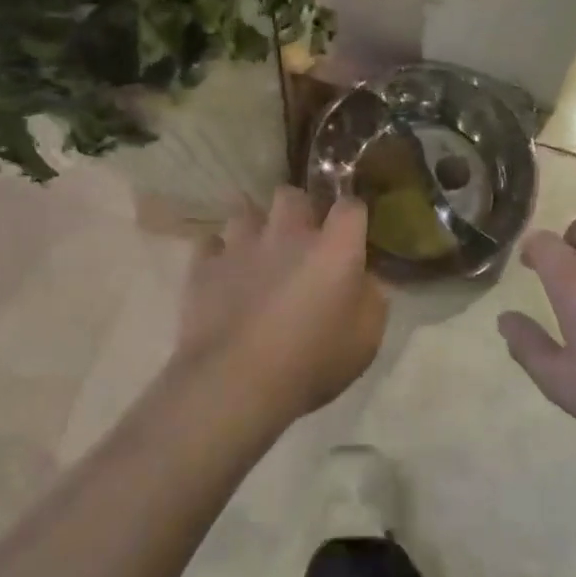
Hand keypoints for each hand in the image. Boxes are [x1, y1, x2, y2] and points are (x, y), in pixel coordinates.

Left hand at [177, 186, 388, 422]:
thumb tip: (364, 279)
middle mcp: (288, 233)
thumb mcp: (366, 339)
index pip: (351, 206)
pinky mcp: (204, 266)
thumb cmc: (312, 362)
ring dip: (254, 225)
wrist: (236, 382)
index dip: (352, 214)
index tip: (352, 232)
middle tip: (300, 237)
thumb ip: (371, 298)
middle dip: (298, 208)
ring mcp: (242, 245)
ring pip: (245, 210)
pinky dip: (218, 254)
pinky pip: (211, 243)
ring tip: (257, 250)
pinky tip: (224, 272)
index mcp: (334, 247)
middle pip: (292, 194)